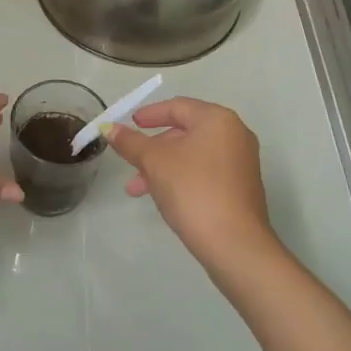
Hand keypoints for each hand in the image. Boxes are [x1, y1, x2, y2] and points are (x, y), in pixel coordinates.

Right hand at [107, 98, 277, 268]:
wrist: (234, 243)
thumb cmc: (193, 190)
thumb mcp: (154, 162)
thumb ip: (130, 142)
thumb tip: (109, 128)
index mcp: (217, 120)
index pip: (178, 107)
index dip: (149, 114)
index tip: (129, 124)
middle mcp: (234, 134)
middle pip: (185, 131)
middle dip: (153, 148)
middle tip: (130, 162)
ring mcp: (241, 162)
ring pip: (192, 155)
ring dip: (162, 167)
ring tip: (137, 189)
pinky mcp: (241, 187)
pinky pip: (204, 172)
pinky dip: (181, 178)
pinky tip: (163, 197)